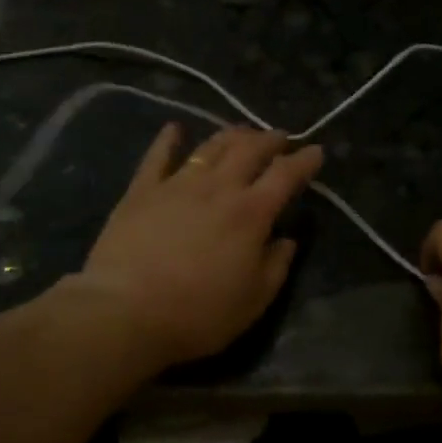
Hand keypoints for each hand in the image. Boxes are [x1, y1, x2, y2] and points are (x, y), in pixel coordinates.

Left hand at [74, 124, 323, 368]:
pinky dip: (169, 139)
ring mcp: (177, 184)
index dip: (304, 160)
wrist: (125, 311)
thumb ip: (276, 266)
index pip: (285, 175)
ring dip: (231, 135)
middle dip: (270, 139)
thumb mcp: (253, 301)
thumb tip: (287, 240)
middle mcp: (218, 188)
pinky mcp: (142, 190)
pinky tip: (175, 129)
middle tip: (280, 138)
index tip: (316, 151)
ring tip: (242, 132)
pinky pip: (158, 156)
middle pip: (249, 149)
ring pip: (210, 146)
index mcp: (251, 213)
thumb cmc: (197, 313)